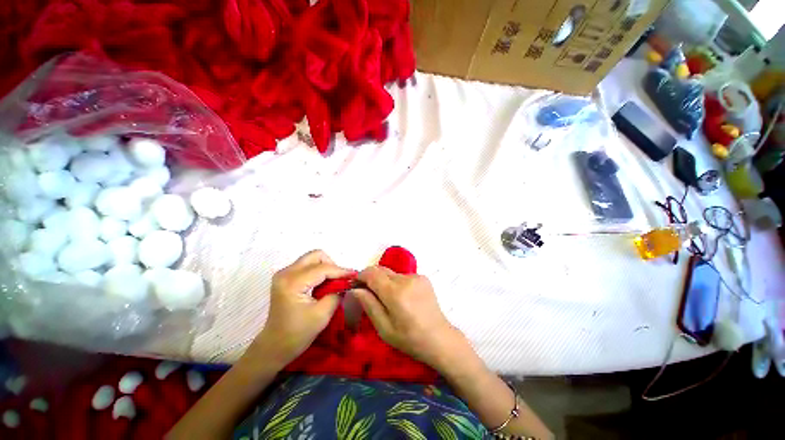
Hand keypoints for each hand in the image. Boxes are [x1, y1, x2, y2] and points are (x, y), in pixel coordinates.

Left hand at [244, 250, 352, 368]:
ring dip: (325, 268)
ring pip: (312, 259)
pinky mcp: (285, 278)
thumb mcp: (323, 314)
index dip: (341, 271)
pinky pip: (307, 266)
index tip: (354, 275)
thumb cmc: (298, 333)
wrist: (275, 346)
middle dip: (331, 265)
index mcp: (293, 282)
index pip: (322, 268)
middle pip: (316, 256)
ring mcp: (284, 274)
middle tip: (340, 279)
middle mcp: (286, 273)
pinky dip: (318, 272)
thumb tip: (346, 282)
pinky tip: (323, 284)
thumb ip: (337, 293)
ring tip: (333, 283)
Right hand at [352, 266, 466, 370]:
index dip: (361, 276)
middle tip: (369, 294)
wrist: (439, 338)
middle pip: (381, 270)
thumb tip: (355, 288)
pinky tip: (402, 298)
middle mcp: (406, 279)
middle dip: (371, 278)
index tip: (355, 285)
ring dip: (385, 282)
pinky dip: (396, 283)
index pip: (372, 273)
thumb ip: (369, 305)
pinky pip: (402, 276)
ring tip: (388, 300)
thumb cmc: (409, 338)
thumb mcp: (384, 328)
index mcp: (395, 293)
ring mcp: (416, 276)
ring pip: (391, 273)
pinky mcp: (422, 277)